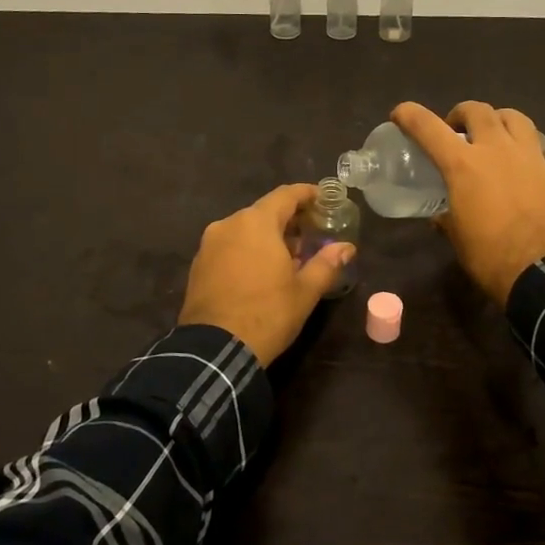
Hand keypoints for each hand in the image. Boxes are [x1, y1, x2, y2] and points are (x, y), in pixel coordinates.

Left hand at [179, 183, 356, 366]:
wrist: (214, 350)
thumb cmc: (267, 314)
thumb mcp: (304, 291)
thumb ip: (326, 263)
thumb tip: (346, 247)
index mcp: (256, 223)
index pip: (286, 195)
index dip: (307, 194)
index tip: (324, 198)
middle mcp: (229, 224)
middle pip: (264, 211)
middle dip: (289, 219)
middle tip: (312, 232)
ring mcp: (209, 244)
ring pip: (245, 229)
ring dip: (268, 236)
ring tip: (290, 256)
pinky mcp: (198, 264)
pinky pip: (229, 246)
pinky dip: (248, 249)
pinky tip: (262, 270)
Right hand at [392, 101, 544, 306]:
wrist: (544, 274)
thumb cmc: (491, 257)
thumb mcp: (458, 239)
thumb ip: (447, 219)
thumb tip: (441, 217)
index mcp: (463, 165)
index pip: (428, 128)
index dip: (409, 115)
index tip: (400, 114)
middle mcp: (497, 150)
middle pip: (478, 111)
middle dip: (462, 114)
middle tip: (458, 130)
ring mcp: (532, 158)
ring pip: (518, 119)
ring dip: (502, 121)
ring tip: (499, 137)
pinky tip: (544, 160)